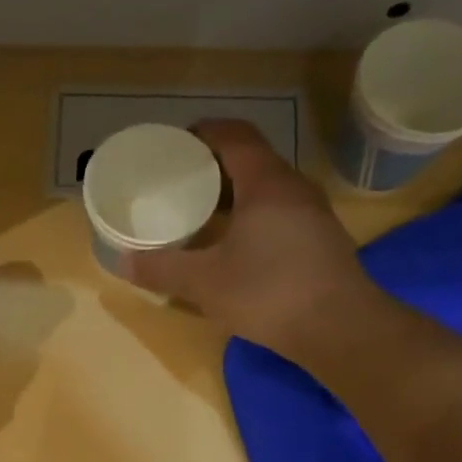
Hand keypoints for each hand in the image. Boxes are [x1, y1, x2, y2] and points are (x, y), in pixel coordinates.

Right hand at [125, 120, 379, 360]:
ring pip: (266, 189)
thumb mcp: (204, 283)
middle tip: (179, 183)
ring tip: (201, 213)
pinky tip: (234, 245)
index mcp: (265, 183)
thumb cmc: (268, 292)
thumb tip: (122, 262)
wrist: (340, 328)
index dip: (203, 133)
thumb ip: (162, 269)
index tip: (174, 145)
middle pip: (251, 160)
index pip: (234, 135)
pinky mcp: (320, 240)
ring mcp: (312, 214)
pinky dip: (251, 217)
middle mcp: (293, 187)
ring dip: (233, 194)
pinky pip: (278, 213)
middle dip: (213, 166)